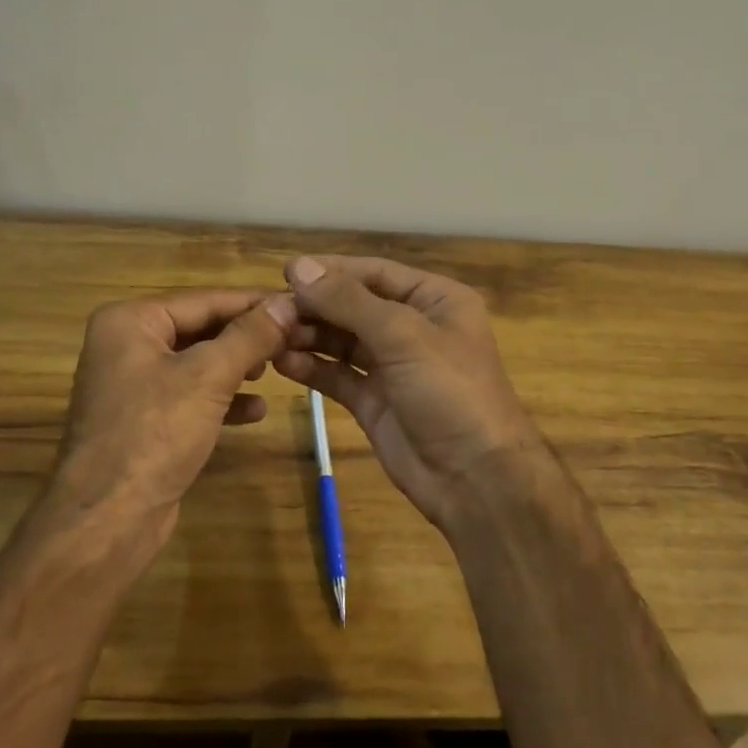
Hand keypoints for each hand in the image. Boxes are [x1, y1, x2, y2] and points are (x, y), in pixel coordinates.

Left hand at [54, 289, 297, 530]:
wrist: (107, 520)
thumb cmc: (154, 434)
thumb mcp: (209, 376)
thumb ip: (250, 336)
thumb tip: (288, 302)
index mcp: (130, 321)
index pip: (204, 299)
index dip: (254, 302)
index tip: (299, 303)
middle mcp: (126, 344)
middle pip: (200, 328)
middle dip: (247, 337)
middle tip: (295, 338)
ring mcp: (132, 385)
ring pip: (198, 363)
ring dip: (237, 366)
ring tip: (277, 370)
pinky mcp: (143, 420)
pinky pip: (190, 396)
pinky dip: (222, 399)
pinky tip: (256, 410)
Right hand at [273, 255, 542, 530]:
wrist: (476, 480)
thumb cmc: (450, 391)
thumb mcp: (402, 335)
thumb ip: (348, 301)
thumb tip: (299, 266)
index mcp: (435, 300)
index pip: (375, 273)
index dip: (332, 271)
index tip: (286, 272)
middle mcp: (414, 327)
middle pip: (355, 305)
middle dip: (315, 306)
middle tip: (271, 309)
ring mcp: (393, 366)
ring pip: (343, 340)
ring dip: (309, 336)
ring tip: (271, 335)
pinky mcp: (375, 401)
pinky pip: (338, 375)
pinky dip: (312, 368)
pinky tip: (282, 363)